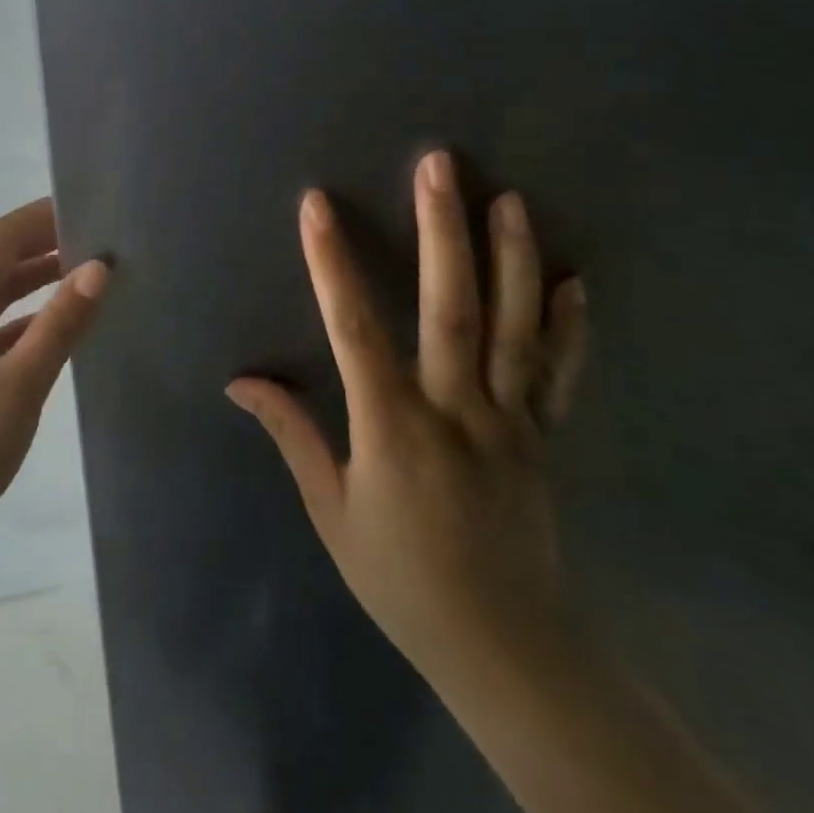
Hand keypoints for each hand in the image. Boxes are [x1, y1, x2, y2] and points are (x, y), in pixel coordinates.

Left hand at [0, 198, 108, 552]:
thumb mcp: (18, 388)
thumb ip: (58, 326)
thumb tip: (97, 268)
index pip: (0, 239)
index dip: (41, 216)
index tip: (87, 205)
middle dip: (44, 243)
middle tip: (99, 238)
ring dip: (38, 279)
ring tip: (89, 273)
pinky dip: (29, 317)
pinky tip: (61, 328)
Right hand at [228, 151, 587, 691]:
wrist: (504, 647)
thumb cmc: (401, 578)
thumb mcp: (332, 511)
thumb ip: (291, 435)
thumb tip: (239, 382)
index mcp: (392, 428)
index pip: (354, 329)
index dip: (331, 263)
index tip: (317, 205)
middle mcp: (455, 411)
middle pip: (451, 309)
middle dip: (442, 231)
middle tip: (439, 165)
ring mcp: (509, 422)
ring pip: (515, 329)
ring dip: (512, 259)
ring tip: (508, 199)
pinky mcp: (544, 439)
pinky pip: (559, 376)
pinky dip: (569, 327)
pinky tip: (574, 280)